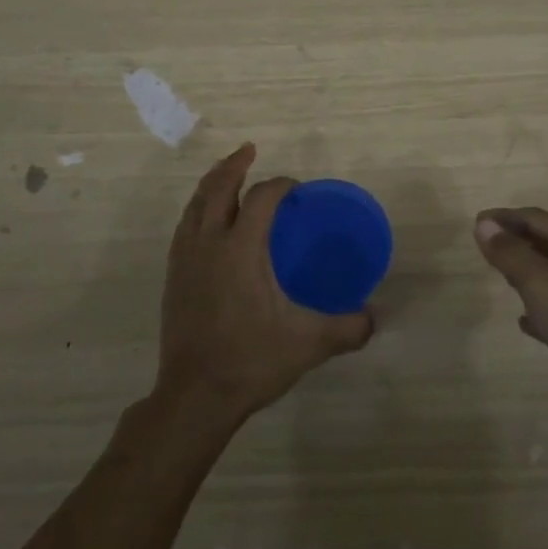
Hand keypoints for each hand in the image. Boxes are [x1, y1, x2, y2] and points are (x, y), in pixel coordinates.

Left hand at [155, 143, 374, 426]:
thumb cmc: (250, 361)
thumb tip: (374, 317)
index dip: (280, 185)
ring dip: (213, 183)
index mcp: (240, 249)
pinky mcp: (173, 277)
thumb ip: (347, 328)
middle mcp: (209, 243)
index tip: (297, 189)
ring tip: (227, 176)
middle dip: (235, 165)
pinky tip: (206, 221)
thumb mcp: (307, 344)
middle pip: (218, 188)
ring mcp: (185, 259)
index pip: (261, 198)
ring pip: (195, 204)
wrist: (194, 397)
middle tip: (250, 151)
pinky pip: (184, 226)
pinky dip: (197, 209)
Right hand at [475, 207, 547, 440]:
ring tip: (499, 275)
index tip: (475, 223)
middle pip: (545, 241)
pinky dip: (539, 306)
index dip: (504, 218)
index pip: (535, 218)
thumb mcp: (542, 284)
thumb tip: (484, 225)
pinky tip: (523, 321)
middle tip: (483, 246)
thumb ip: (511, 254)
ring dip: (526, 270)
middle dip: (515, 240)